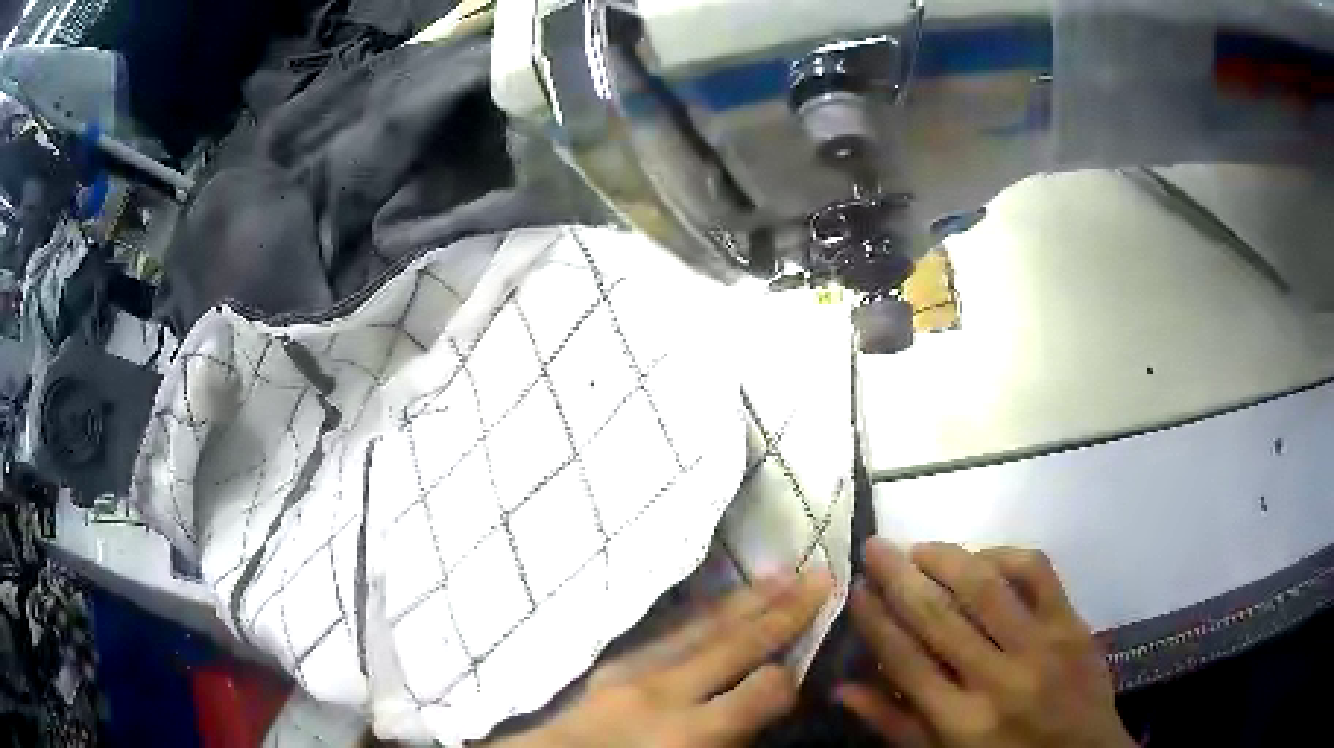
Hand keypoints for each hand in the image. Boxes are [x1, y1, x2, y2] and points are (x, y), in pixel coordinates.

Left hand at [498, 569, 832, 747]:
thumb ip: (733, 731)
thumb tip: (770, 695)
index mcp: (688, 735)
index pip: (759, 692)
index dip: (788, 676)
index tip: (808, 659)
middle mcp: (662, 696)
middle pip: (732, 646)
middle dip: (782, 611)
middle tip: (819, 575)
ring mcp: (631, 673)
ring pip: (701, 627)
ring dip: (745, 600)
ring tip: (781, 574)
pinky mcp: (611, 666)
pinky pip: (667, 632)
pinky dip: (701, 614)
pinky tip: (719, 603)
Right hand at [838, 539, 1133, 747]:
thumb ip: (895, 724)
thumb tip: (843, 687)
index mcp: (960, 722)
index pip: (906, 660)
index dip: (875, 620)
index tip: (856, 589)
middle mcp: (999, 679)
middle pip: (940, 617)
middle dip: (899, 577)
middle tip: (875, 547)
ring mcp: (1042, 646)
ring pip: (987, 587)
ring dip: (947, 559)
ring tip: (921, 548)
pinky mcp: (1072, 623)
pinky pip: (1038, 572)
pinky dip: (1005, 555)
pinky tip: (984, 558)